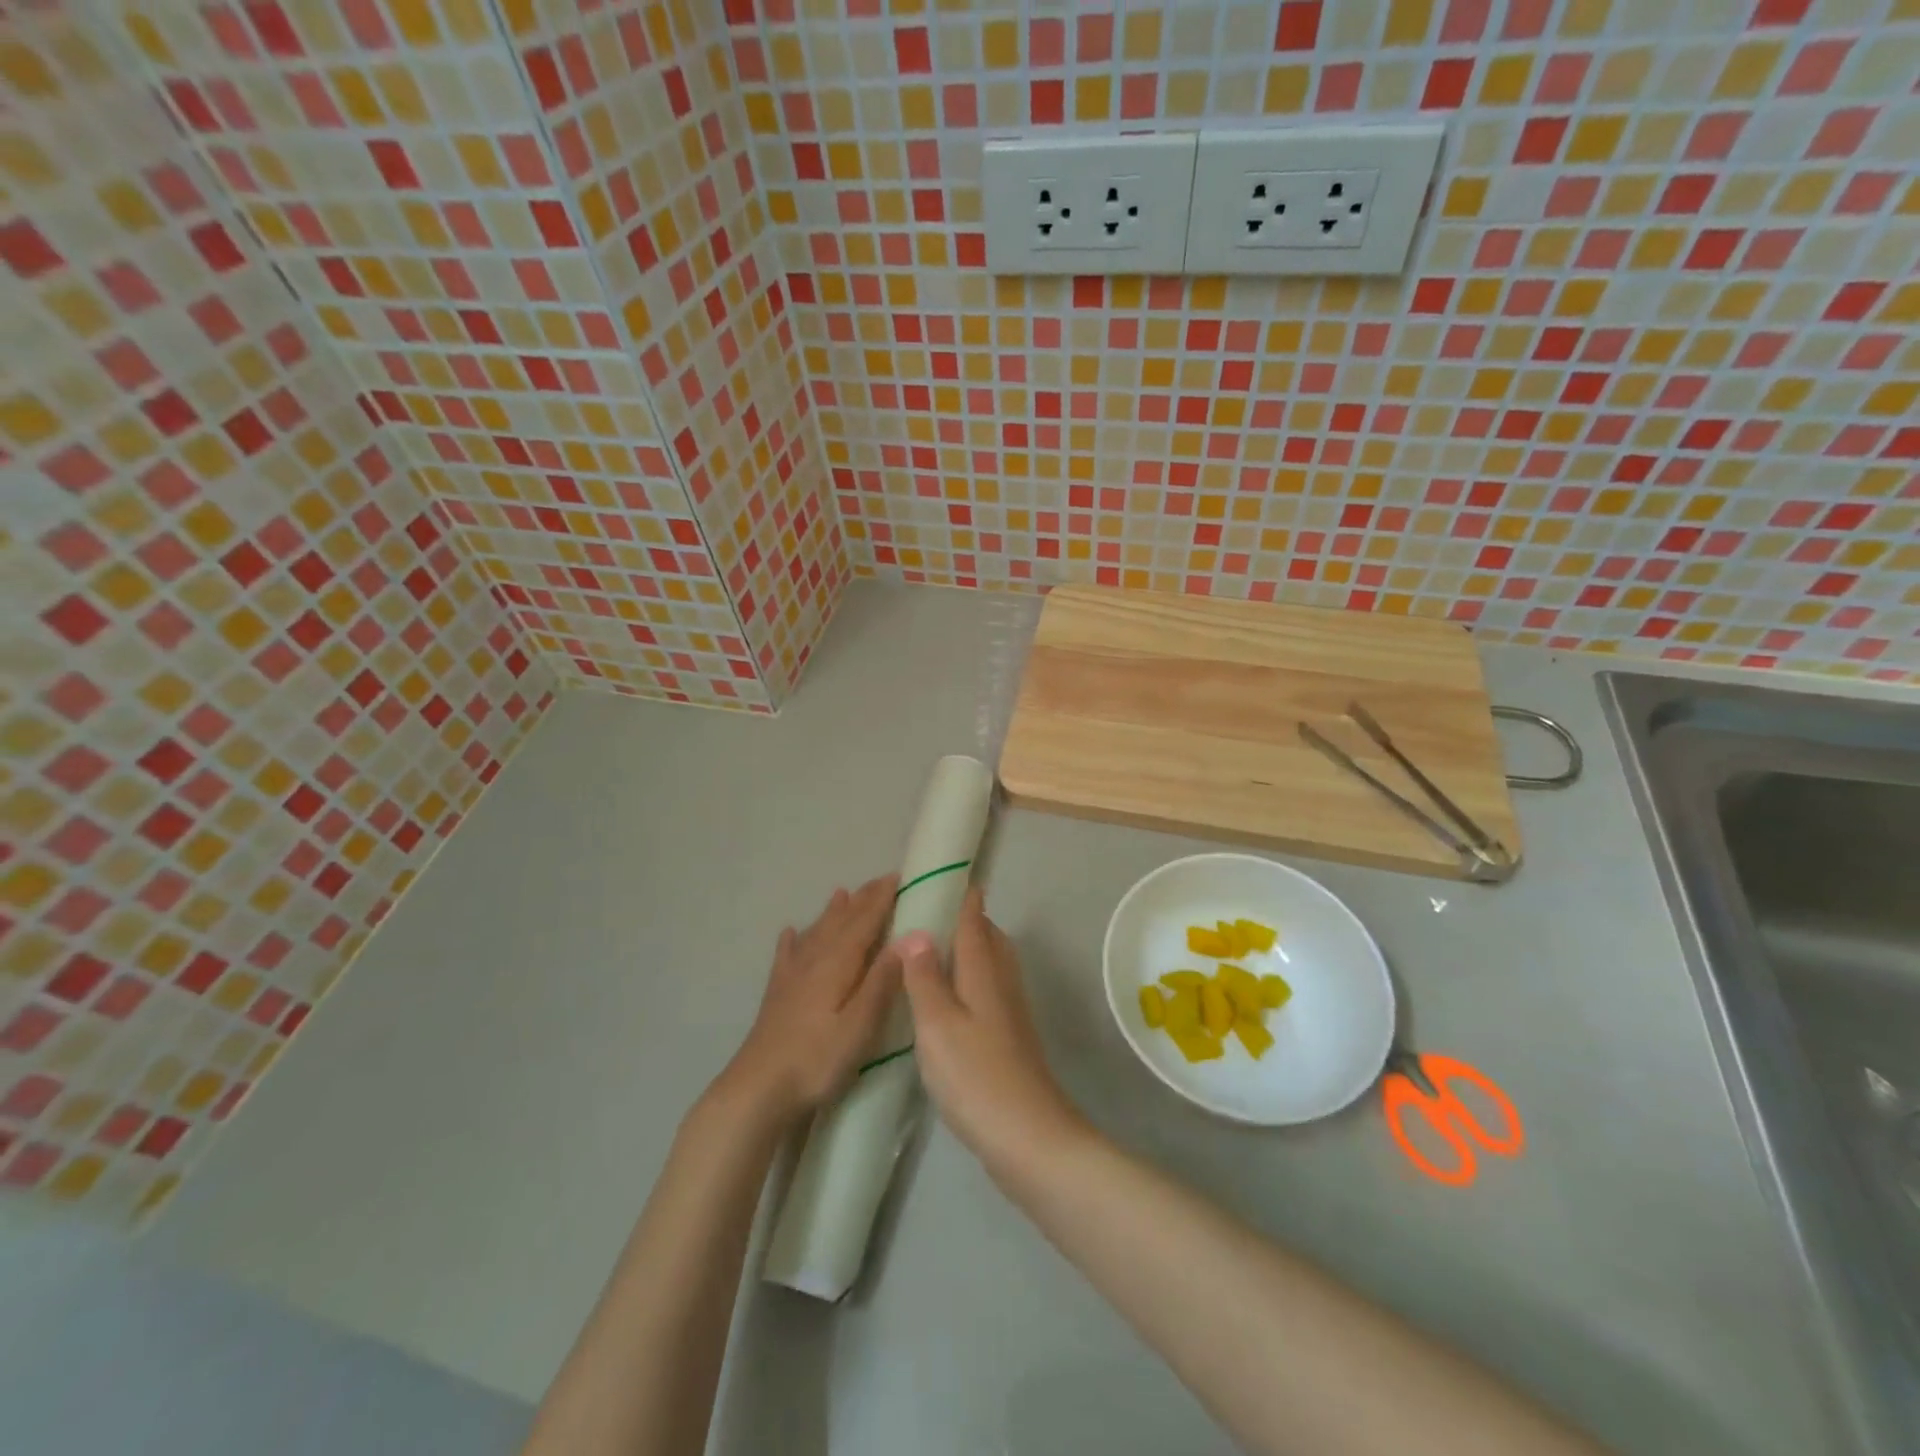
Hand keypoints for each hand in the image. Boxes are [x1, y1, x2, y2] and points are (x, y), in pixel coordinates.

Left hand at [719, 876, 902, 1124]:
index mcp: (838, 963)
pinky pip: (787, 955)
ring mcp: (792, 976)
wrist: (758, 1089)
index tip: (899, 876)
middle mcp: (814, 960)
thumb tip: (908, 938)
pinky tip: (789, 933)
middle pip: (841, 921)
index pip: (865, 921)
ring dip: (832, 912)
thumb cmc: (817, 1060)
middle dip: (862, 899)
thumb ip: (882, 980)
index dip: (882, 899)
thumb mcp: (860, 1025)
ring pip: (816, 932)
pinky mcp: (777, 994)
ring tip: (841, 893)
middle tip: (880, 881)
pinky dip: (792, 940)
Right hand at [898, 888, 1085, 1173]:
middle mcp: (1002, 984)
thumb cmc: (975, 1074)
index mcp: (984, 972)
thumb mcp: (938, 1023)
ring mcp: (1011, 1014)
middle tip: (937, 912)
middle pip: (989, 940)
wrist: (1028, 1137)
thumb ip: (925, 977)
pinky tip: (954, 1001)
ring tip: (939, 952)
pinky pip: (990, 992)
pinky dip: (972, 981)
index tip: (951, 876)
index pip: (974, 922)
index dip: (964, 898)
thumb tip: (917, 931)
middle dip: (969, 921)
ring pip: (992, 966)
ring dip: (971, 950)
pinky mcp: (1010, 1040)